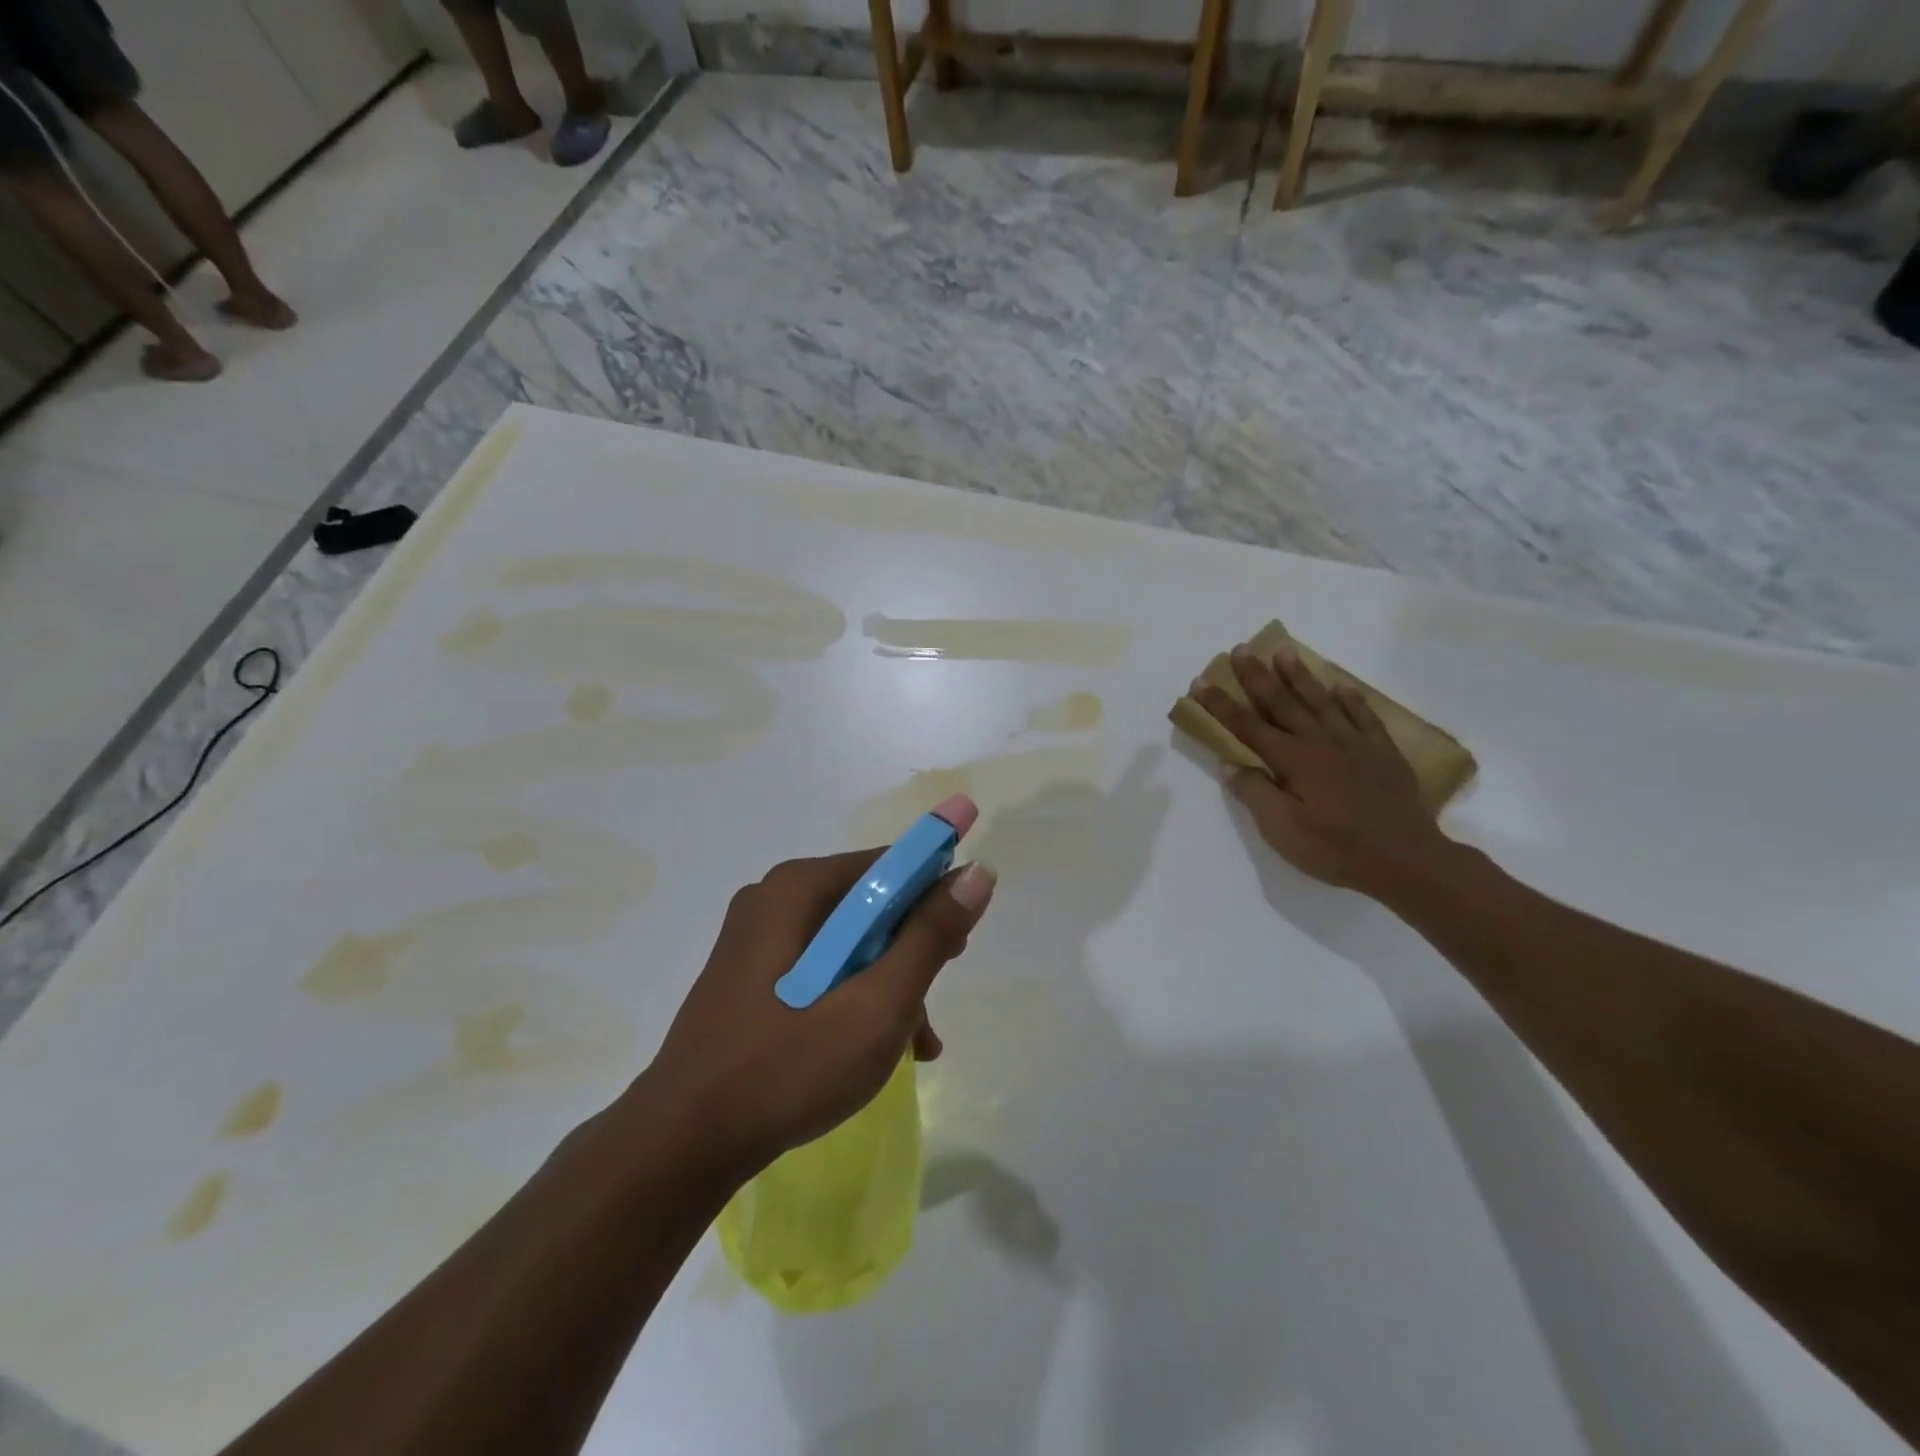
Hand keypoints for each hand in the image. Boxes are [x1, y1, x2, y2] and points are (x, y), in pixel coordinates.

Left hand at [640, 818, 996, 1182]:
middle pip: (870, 905)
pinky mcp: (752, 976)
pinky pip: (823, 968)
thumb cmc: (786, 1069)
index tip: (963, 939)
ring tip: (915, 1044)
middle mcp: (774, 899)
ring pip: (850, 942)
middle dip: (912, 950)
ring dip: (889, 984)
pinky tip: (880, 1047)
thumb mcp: (876, 1006)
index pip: (889, 865)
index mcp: (797, 888)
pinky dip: (856, 997)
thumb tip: (979, 872)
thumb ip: (930, 937)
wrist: (680, 1145)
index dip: (936, 891)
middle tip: (933, 999)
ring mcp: (758, 939)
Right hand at [1195, 645, 1451, 899]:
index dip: (1221, 705)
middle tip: (1240, 650)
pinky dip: (1350, 699)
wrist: (1407, 860)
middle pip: (1282, 703)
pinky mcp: (1383, 753)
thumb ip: (1256, 793)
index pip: (1247, 726)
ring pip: (1321, 701)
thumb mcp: (1282, 831)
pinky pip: (1363, 716)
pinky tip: (1340, 686)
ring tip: (1283, 652)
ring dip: (1299, 676)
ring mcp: (1355, 744)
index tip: (1200, 683)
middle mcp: (1321, 742)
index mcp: (1293, 761)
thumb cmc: (1336, 849)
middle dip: (1257, 676)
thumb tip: (1232, 765)